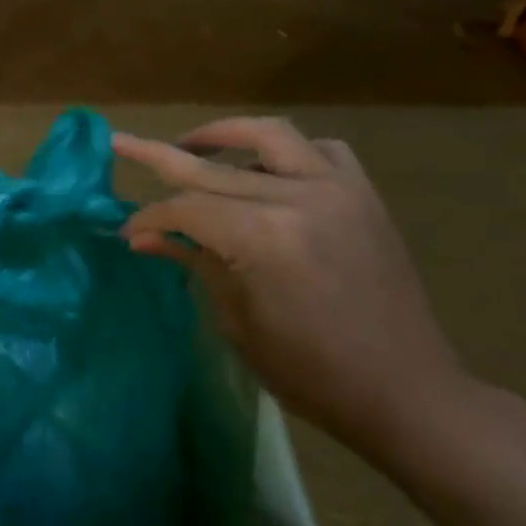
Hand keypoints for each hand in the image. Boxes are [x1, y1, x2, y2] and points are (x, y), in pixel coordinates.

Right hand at [113, 118, 484, 464]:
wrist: (404, 391)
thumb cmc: (310, 372)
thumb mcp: (238, 321)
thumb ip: (194, 263)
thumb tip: (142, 238)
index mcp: (262, 237)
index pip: (186, 209)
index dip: (149, 217)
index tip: (126, 232)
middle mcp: (298, 197)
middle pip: (213, 169)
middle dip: (160, 157)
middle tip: (121, 142)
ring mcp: (337, 190)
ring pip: (270, 135)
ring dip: (224, 135)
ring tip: (192, 144)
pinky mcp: (363, 196)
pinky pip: (320, 151)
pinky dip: (285, 152)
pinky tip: (265, 171)